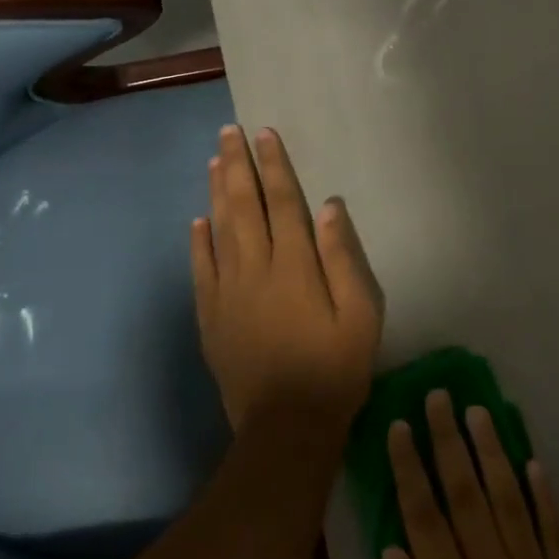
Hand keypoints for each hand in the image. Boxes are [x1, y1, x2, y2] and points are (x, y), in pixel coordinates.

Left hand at [191, 125, 383, 438]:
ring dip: (216, 192)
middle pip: (243, 206)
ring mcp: (228, 292)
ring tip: (213, 161)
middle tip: (229, 132)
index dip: (274, 165)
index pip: (282, 201)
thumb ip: (343, 258)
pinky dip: (198, 242)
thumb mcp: (361, 314)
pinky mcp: (211, 317)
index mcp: (295, 264)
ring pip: (219, 230)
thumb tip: (329, 207)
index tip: (264, 134)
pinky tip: (197, 222)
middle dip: (237, 165)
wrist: (286, 426)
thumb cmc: (335, 367)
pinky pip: (201, 269)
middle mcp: (256, 268)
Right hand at [385, 392, 558, 558]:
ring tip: (478, 411)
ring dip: (492, 453)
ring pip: (510, 502)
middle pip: (467, 496)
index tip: (401, 426)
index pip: (426, 519)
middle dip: (449, 442)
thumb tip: (394, 550)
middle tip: (440, 397)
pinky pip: (555, 533)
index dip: (411, 469)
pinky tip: (532, 460)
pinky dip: (544, 495)